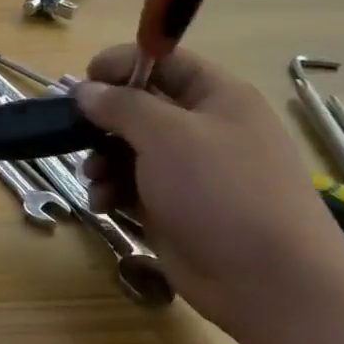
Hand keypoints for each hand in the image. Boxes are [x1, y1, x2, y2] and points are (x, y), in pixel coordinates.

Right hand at [75, 47, 343, 339]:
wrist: (268, 281)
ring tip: (94, 176)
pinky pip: (131, 186)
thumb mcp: (167, 135)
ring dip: (102, 159)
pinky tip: (102, 204)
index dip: (122, 64)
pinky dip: (112, 191)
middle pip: (140, 107)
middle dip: (104, 120)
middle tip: (75, 131)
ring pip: (129, 149)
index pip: (163, 62)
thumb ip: (121, 106)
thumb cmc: (221, 191)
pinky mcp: (174, 208)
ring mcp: (189, 172)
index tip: (84, 80)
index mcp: (216, 97)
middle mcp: (202, 129)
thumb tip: (85, 90)